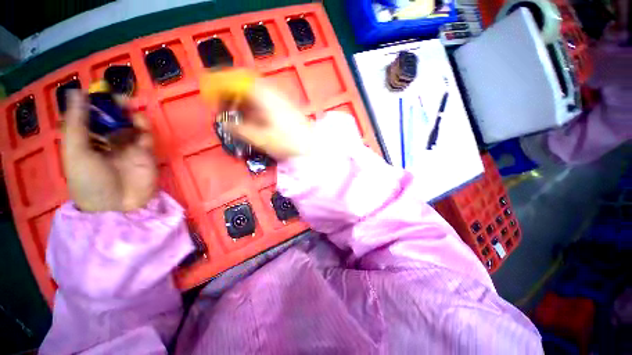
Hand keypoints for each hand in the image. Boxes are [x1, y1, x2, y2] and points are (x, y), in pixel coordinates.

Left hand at [62, 91, 156, 211]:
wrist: (119, 206)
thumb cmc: (91, 181)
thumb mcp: (76, 152)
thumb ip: (77, 123)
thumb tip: (76, 91)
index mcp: (86, 142)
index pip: (88, 118)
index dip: (92, 104)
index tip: (96, 91)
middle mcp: (105, 142)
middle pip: (109, 119)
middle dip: (112, 106)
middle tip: (115, 96)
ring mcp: (127, 147)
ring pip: (128, 124)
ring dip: (127, 113)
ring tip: (126, 104)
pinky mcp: (145, 152)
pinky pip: (144, 135)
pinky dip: (143, 125)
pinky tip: (138, 119)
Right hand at [224, 82, 313, 160]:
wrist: (312, 144)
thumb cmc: (287, 142)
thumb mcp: (261, 138)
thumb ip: (240, 129)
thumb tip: (224, 122)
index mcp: (262, 95)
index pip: (235, 80)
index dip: (219, 84)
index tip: (209, 94)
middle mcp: (270, 91)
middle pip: (244, 83)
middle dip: (230, 92)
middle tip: (222, 106)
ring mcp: (278, 97)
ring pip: (253, 91)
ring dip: (241, 99)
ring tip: (234, 113)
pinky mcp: (284, 105)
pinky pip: (262, 98)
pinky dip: (252, 104)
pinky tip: (251, 116)